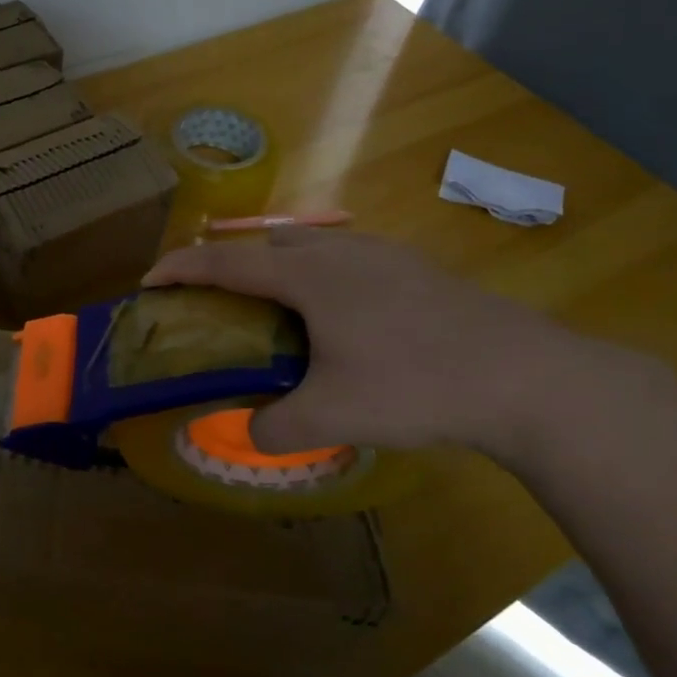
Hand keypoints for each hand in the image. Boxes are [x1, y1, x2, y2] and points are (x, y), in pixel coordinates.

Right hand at [144, 229, 606, 460]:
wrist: (528, 378)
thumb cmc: (416, 385)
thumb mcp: (332, 416)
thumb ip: (275, 427)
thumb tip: (249, 433)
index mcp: (308, 277)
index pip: (224, 262)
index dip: (180, 269)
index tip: (148, 283)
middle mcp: (339, 253)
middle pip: (264, 244)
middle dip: (226, 264)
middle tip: (210, 301)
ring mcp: (383, 255)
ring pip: (309, 247)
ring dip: (275, 268)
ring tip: (269, 308)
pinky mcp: (416, 269)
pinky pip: (345, 259)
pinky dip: (317, 276)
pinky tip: (336, 315)